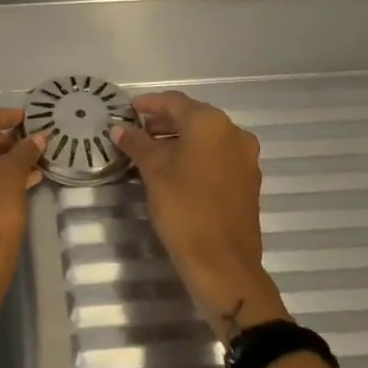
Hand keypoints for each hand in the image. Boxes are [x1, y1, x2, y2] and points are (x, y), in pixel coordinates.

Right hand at [112, 92, 288, 340]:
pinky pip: (218, 155)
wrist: (223, 265)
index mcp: (211, 124)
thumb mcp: (154, 173)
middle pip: (193, 117)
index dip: (149, 104)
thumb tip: (119, 128)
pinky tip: (175, 170)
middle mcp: (234, 133)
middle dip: (163, 121)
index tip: (127, 110)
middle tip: (136, 131)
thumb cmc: (184, 211)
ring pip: (207, 137)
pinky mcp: (248, 180)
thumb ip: (137, 144)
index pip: (175, 102)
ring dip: (179, 139)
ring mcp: (245, 157)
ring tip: (151, 151)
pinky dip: (195, 155)